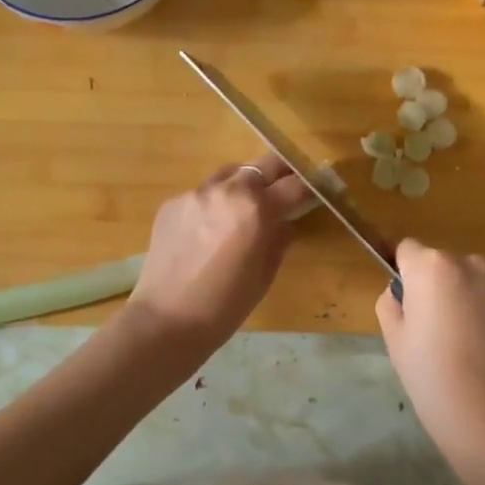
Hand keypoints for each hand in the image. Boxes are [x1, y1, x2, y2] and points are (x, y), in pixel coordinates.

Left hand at [122, 154, 310, 354]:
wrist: (166, 320)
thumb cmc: (225, 306)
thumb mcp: (264, 275)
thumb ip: (279, 239)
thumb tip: (285, 221)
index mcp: (256, 209)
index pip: (294, 184)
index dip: (310, 185)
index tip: (317, 186)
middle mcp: (227, 190)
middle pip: (263, 164)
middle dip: (279, 172)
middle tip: (286, 185)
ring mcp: (196, 193)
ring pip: (230, 173)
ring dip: (244, 183)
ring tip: (243, 206)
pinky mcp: (172, 202)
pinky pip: (202, 193)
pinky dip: (213, 203)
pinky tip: (208, 230)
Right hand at [376, 241, 484, 484]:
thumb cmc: (436, 383)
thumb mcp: (396, 343)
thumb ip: (391, 303)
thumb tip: (402, 292)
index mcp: (432, 267)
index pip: (407, 250)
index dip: (403, 274)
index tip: (406, 306)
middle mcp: (471, 264)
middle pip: (443, 265)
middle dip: (436, 287)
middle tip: (434, 332)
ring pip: (473, 282)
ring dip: (466, 300)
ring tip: (467, 346)